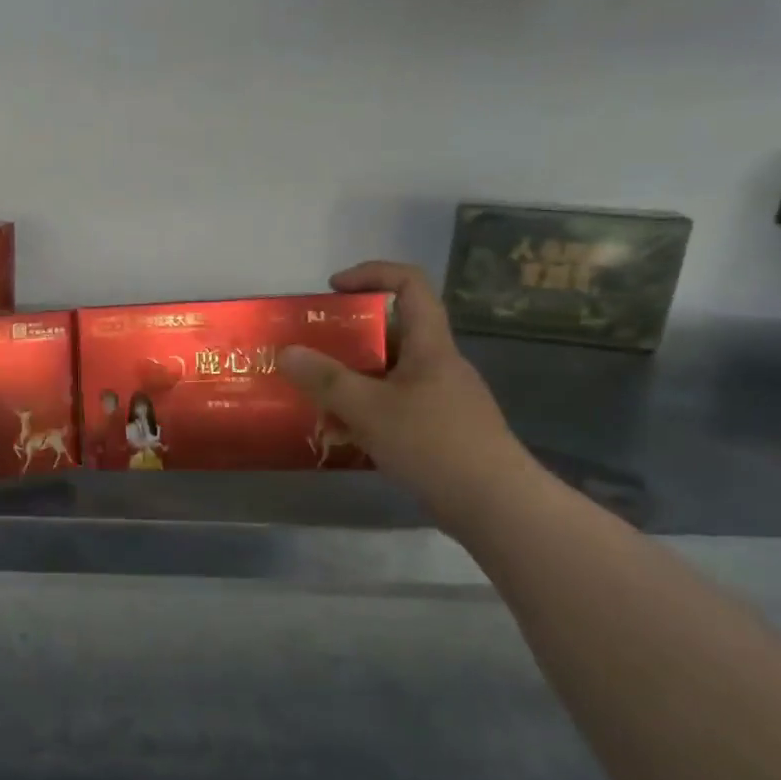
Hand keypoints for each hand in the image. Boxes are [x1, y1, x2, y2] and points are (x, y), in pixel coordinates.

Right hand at [277, 262, 529, 519]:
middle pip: (391, 333)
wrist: (495, 505)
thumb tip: (286, 351)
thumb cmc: (433, 444)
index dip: (371, 274)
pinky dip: (366, 412)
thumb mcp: (369, 408)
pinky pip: (395, 406)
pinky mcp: (440, 429)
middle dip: (347, 340)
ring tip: (316, 399)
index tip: (332, 289)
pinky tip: (344, 436)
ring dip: (352, 382)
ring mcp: (441, 398)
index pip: (410, 285)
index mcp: (430, 345)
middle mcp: (438, 364)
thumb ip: (326, 379)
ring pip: (388, 375)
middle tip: (310, 354)